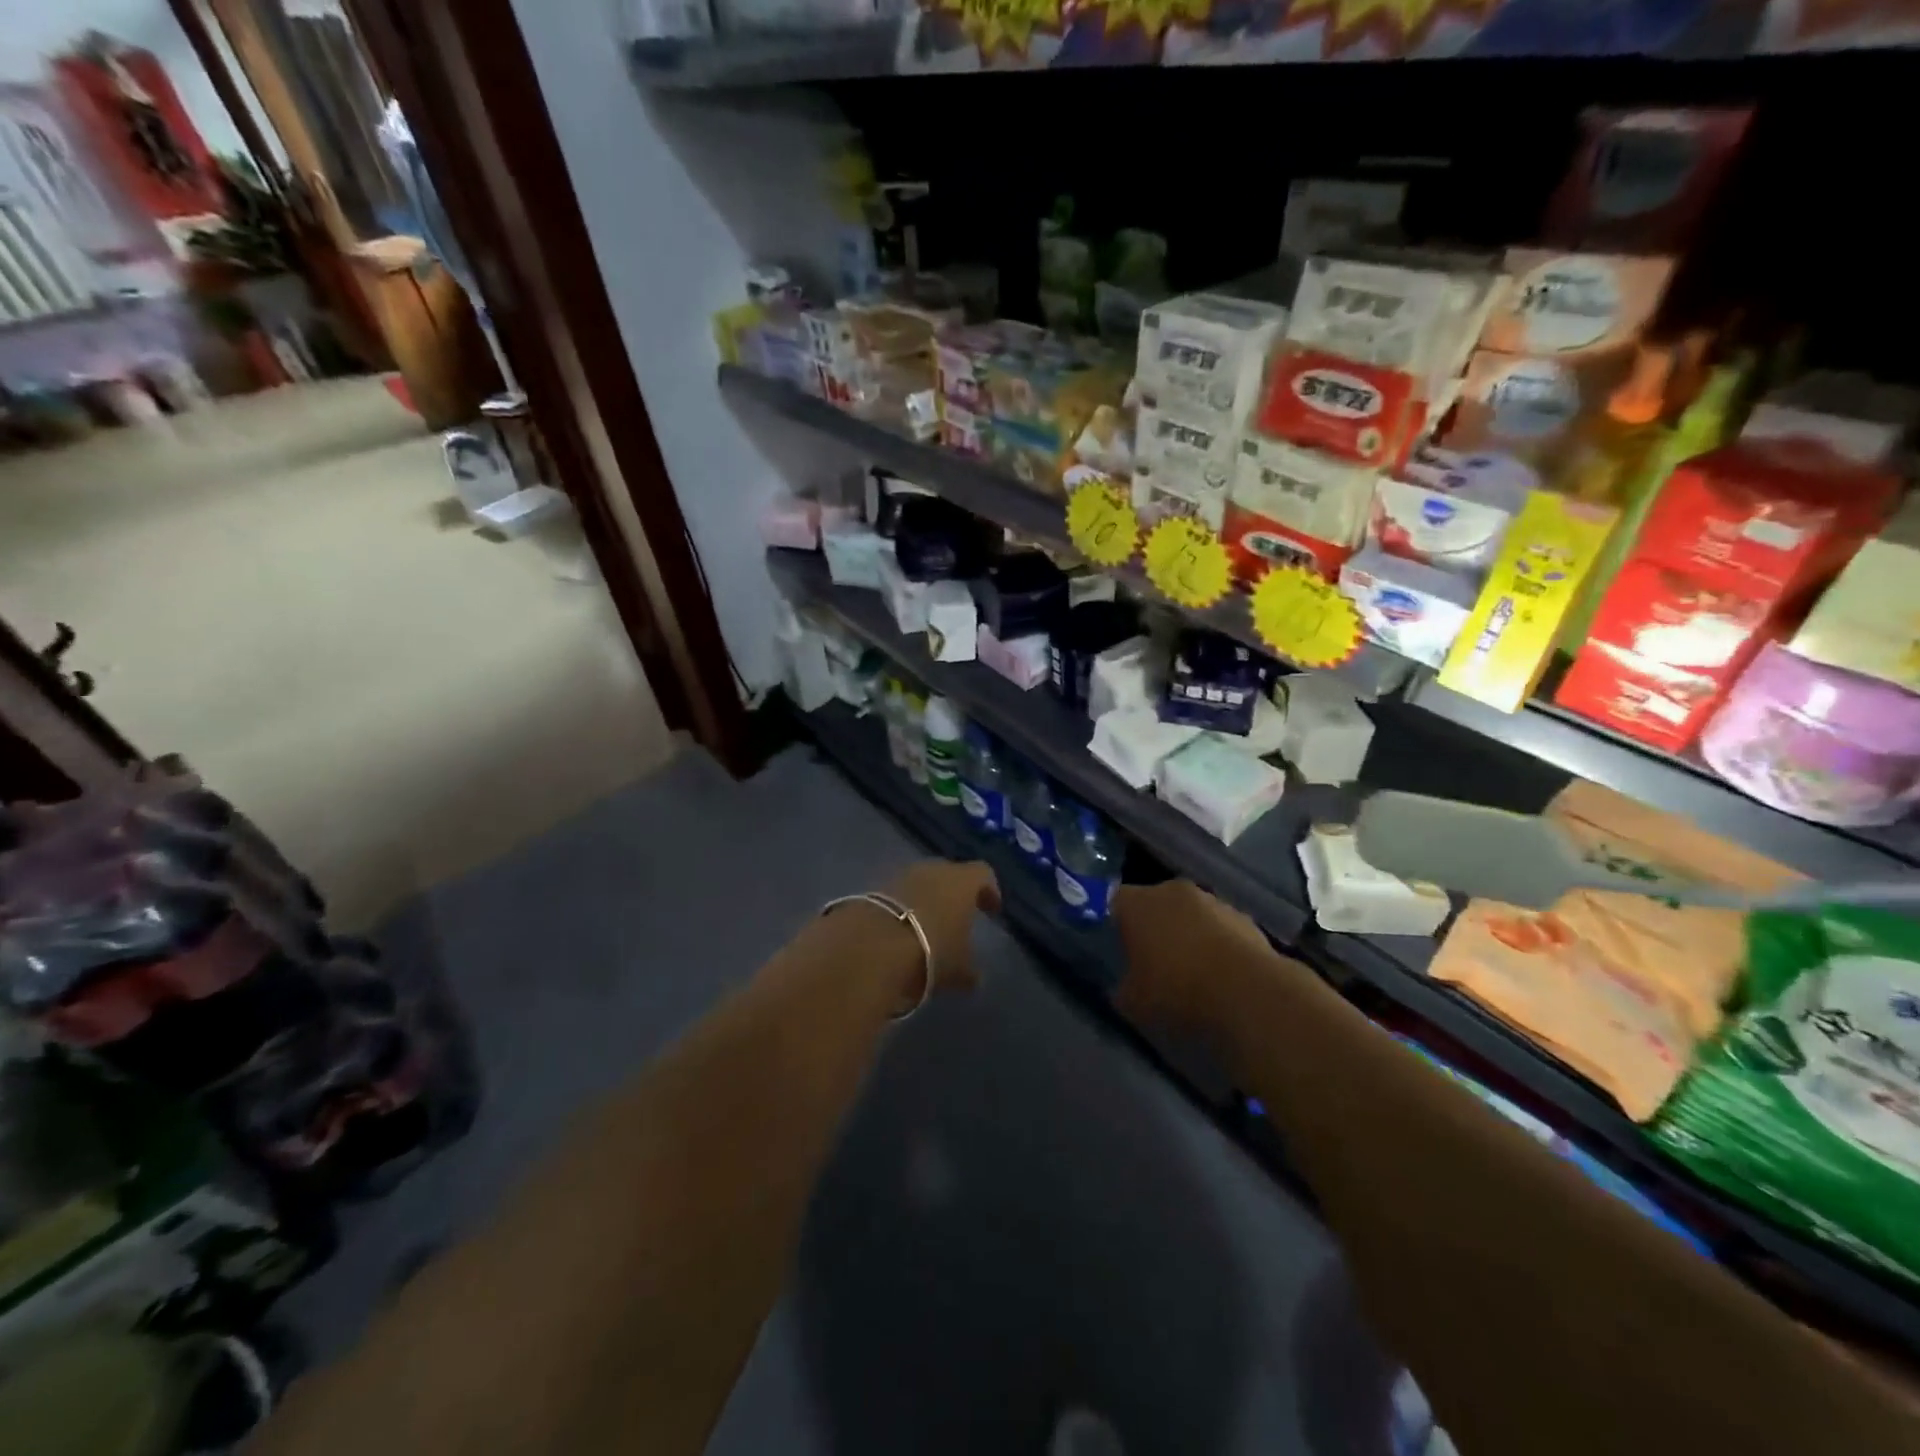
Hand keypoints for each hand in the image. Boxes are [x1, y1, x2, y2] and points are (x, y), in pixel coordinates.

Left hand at [879, 860, 1000, 995]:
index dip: (989, 890)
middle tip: (958, 917)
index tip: (991, 909)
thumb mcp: (957, 970)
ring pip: (920, 883)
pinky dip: (901, 908)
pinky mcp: (873, 888)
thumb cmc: (929, 952)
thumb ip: (969, 970)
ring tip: (926, 927)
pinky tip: (900, 931)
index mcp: (962, 882)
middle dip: (954, 894)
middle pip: (949, 874)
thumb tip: (975, 977)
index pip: (983, 874)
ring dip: (925, 900)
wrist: (869, 946)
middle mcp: (932, 870)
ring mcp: (900, 876)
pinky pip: (896, 895)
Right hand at [1112, 879, 1272, 1035]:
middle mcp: (1172, 891)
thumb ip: (1123, 988)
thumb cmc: (1177, 991)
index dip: (1115, 923)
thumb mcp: (1133, 1003)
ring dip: (1188, 933)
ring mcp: (1212, 901)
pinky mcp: (1244, 917)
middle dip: (1154, 925)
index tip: (1119, 948)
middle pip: (1155, 903)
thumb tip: (1124, 986)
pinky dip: (1217, 944)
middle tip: (1153, 959)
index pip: (1115, 901)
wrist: (1248, 993)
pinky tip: (1222, 974)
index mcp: (1137, 903)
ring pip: (1190, 913)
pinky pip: (1220, 927)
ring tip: (1192, 970)